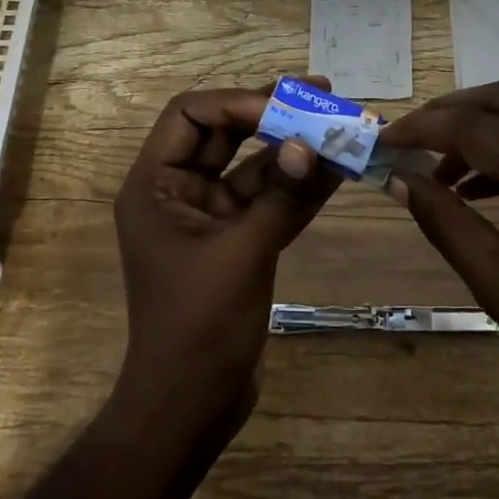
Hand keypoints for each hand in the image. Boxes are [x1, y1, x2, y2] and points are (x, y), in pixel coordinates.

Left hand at [111, 82, 340, 434]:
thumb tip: (308, 144)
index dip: (238, 102)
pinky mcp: (235, 243)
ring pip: (253, 169)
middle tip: (323, 94)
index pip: (190, 115)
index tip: (288, 105)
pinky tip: (338, 170)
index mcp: (156, 185)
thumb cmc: (200, 326)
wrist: (191, 404)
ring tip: (342, 128)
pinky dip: (299, 189)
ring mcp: (209, 219)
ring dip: (294, 151)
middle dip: (273, 115)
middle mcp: (178, 193)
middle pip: (224, 135)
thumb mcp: (243, 254)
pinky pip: (268, 203)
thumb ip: (279, 196)